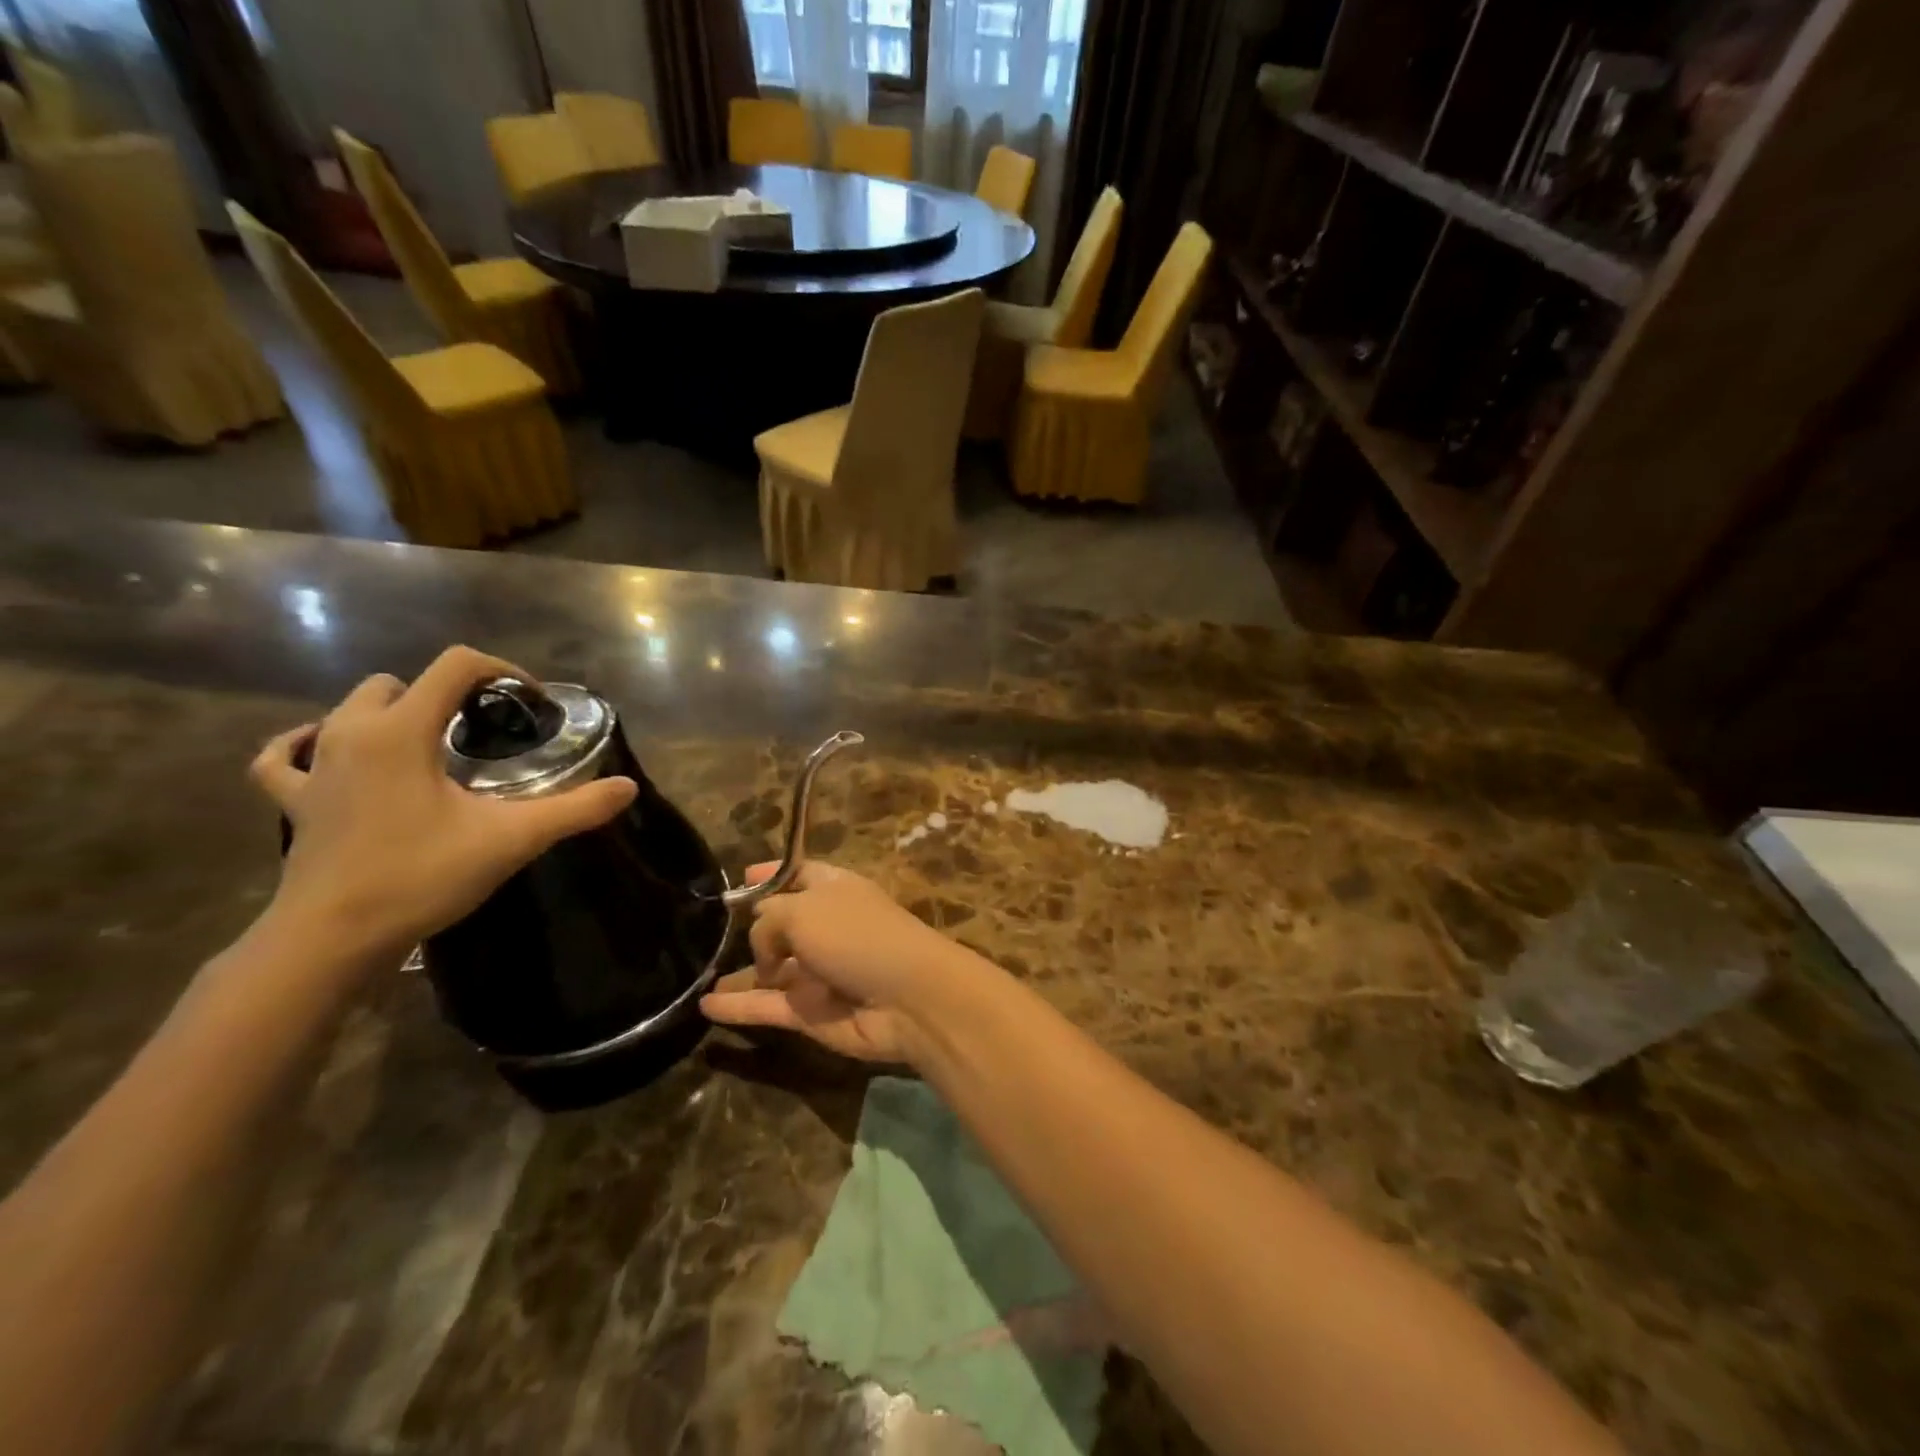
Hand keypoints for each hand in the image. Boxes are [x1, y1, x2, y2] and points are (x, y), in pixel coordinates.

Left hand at [251, 647, 636, 968]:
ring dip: (393, 712)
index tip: (529, 704)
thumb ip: (575, 809)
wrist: (332, 938)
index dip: (502, 670)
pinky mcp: (295, 800)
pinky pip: (286, 754)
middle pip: (402, 681)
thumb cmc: (421, 876)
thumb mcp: (512, 839)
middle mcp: (352, 732)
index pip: (455, 665)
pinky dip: (308, 743)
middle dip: (447, 694)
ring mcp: (315, 765)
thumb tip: (627, 788)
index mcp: (402, 730)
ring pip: (350, 708)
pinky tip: (327, 751)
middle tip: (484, 732)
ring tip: (428, 743)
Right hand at [700, 861, 982, 1063]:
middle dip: (753, 927)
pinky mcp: (812, 1012)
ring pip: (771, 969)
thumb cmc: (858, 936)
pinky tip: (704, 1005)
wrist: (908, 998)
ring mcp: (819, 972)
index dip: (772, 874)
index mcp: (834, 890)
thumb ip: (768, 923)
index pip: (800, 874)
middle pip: (784, 923)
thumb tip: (761, 945)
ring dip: (740, 973)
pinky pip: (767, 1006)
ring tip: (697, 974)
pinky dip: (738, 1006)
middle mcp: (827, 927)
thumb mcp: (804, 911)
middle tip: (710, 932)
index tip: (741, 877)